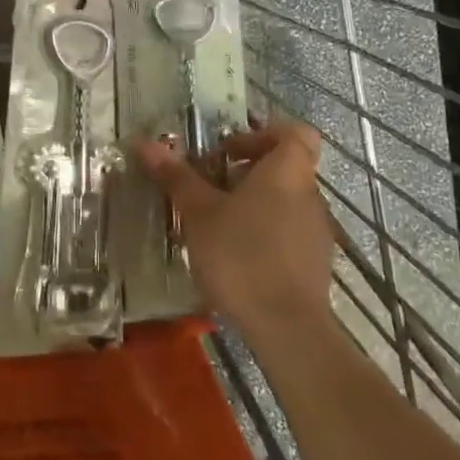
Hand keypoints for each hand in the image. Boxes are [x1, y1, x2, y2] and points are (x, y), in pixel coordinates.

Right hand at [134, 117, 336, 341]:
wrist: (287, 327)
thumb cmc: (240, 255)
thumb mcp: (198, 213)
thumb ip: (176, 176)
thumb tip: (143, 142)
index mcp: (287, 172)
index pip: (293, 132)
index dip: (262, 133)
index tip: (228, 150)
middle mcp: (309, 195)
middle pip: (285, 167)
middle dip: (246, 172)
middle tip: (209, 187)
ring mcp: (316, 231)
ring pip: (285, 201)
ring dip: (252, 204)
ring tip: (215, 225)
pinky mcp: (315, 263)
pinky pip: (288, 232)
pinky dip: (264, 233)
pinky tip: (235, 257)